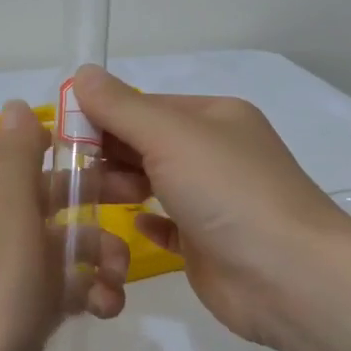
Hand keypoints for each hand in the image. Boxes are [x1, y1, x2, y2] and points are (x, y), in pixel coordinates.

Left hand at [0, 99, 131, 350]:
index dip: (26, 142)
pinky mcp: (27, 310)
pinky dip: (89, 292)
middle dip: (88, 196)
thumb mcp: (7, 214)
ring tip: (118, 277)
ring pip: (62, 243)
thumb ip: (16, 158)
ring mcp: (9, 272)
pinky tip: (106, 308)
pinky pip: (66, 287)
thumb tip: (14, 103)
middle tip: (133, 196)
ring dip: (97, 252)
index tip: (73, 145)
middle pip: (41, 193)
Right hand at [73, 66, 350, 350]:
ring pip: (154, 183)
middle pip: (146, 144)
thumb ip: (121, 107)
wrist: (289, 277)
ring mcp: (214, 200)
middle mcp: (215, 152)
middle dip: (108, 154)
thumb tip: (81, 73)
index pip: (144, 106)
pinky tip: (128, 225)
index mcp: (213, 117)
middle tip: (71, 174)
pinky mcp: (208, 243)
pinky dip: (146, 221)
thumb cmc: (228, 192)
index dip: (103, 116)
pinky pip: (167, 225)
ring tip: (90, 199)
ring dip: (121, 186)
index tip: (61, 135)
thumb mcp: (170, 136)